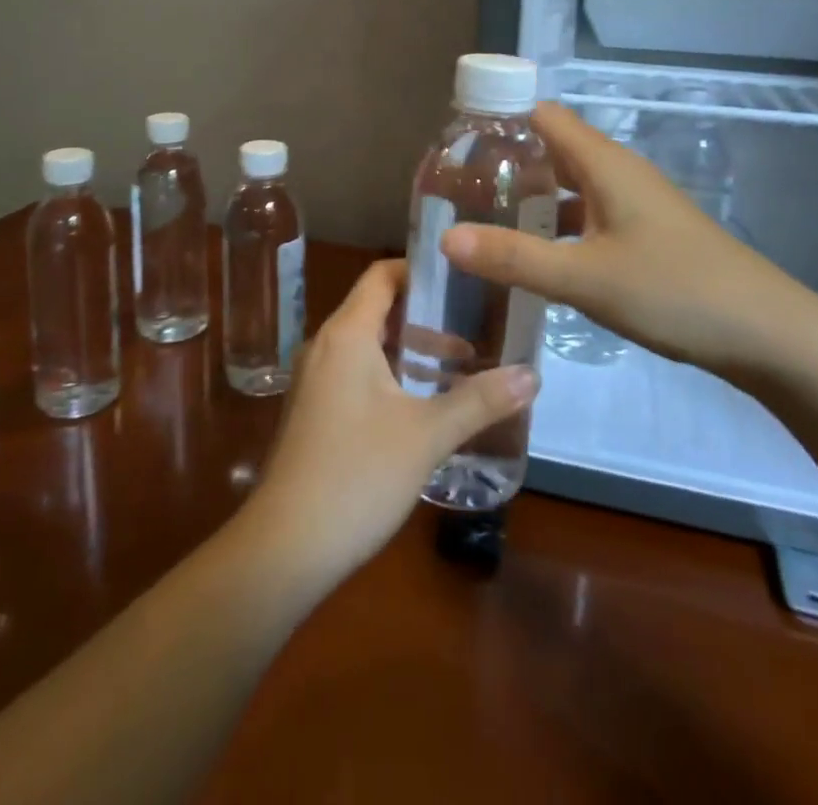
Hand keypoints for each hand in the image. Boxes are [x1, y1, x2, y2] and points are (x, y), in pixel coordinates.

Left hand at [243, 260, 538, 588]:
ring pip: (367, 345)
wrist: (286, 546)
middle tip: (474, 328)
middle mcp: (325, 346)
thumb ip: (480, 401)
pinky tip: (421, 406)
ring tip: (459, 368)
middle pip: (376, 310)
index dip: (419, 271)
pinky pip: (354, 373)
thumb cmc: (358, 475)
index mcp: (346, 334)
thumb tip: (532, 374)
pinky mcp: (312, 411)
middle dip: (424, 317)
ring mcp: (314, 380)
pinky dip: (389, 374)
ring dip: (409, 350)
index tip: (461, 280)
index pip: (381, 276)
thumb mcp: (427, 435)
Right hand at [440, 102, 817, 373]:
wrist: (769, 335)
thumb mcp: (585, 278)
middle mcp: (619, 174)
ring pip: (571, 186)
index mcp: (604, 164)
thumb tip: (445, 238)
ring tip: (484, 220)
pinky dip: (557, 226)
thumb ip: (514, 258)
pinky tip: (535, 257)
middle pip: (553, 149)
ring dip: (531, 197)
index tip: (456, 145)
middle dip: (507, 163)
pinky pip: (588, 215)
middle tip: (458, 189)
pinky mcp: (646, 235)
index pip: (542, 116)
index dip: (500, 120)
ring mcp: (636, 205)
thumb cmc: (675, 291)